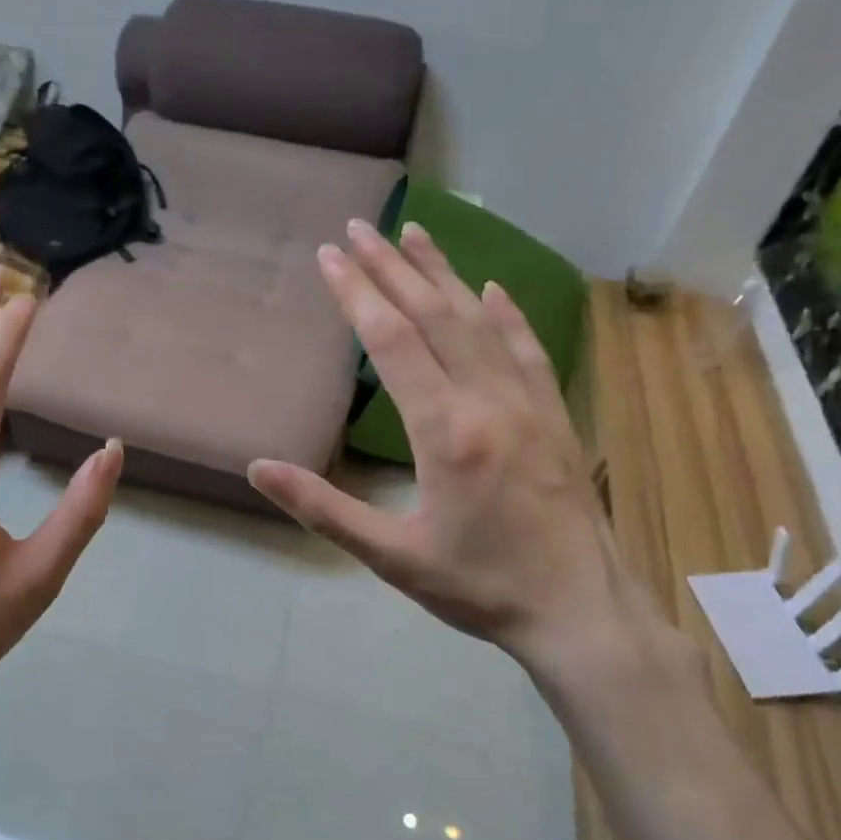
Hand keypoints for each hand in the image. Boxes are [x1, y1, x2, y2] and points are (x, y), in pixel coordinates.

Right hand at [248, 221, 670, 689]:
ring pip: (481, 321)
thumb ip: (323, 509)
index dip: (357, 294)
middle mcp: (489, 401)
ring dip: (444, 274)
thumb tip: (258, 468)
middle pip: (435, 315)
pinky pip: (527, 350)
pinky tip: (492, 289)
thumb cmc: (480, 588)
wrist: (582, 612)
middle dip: (392, 267)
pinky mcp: (555, 415)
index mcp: (445, 432)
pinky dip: (506, 314)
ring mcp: (529, 403)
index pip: (393, 342)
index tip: (330, 255)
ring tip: (415, 233)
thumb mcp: (392, 557)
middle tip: (359, 227)